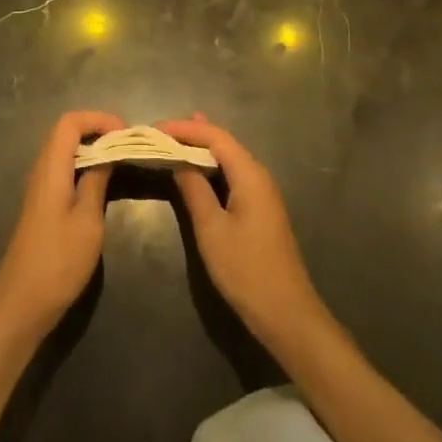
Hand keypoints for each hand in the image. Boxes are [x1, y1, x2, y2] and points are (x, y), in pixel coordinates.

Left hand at [0, 110, 125, 343]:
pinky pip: (64, 169)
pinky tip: (102, 183)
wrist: (21, 303)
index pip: (70, 122)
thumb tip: (109, 152)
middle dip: (98, 129)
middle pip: (66, 131)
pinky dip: (85, 165)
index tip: (125, 132)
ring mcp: (40, 187)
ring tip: (120, 159)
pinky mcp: (43, 204)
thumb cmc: (58, 260)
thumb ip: (97, 180)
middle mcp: (42, 169)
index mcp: (51, 167)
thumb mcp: (88, 220)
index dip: (98, 118)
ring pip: (65, 150)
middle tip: (127, 144)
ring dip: (92, 147)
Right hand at [158, 115, 329, 355]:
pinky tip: (199, 168)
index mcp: (249, 174)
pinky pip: (233, 175)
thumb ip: (194, 190)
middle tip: (161, 132)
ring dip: (202, 149)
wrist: (286, 313)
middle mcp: (259, 175)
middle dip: (193, 134)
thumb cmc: (246, 269)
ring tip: (176, 138)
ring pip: (229, 159)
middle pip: (224, 143)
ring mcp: (262, 193)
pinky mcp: (260, 209)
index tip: (155, 128)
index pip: (215, 136)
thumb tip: (178, 160)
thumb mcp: (212, 229)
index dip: (185, 129)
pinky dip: (212, 166)